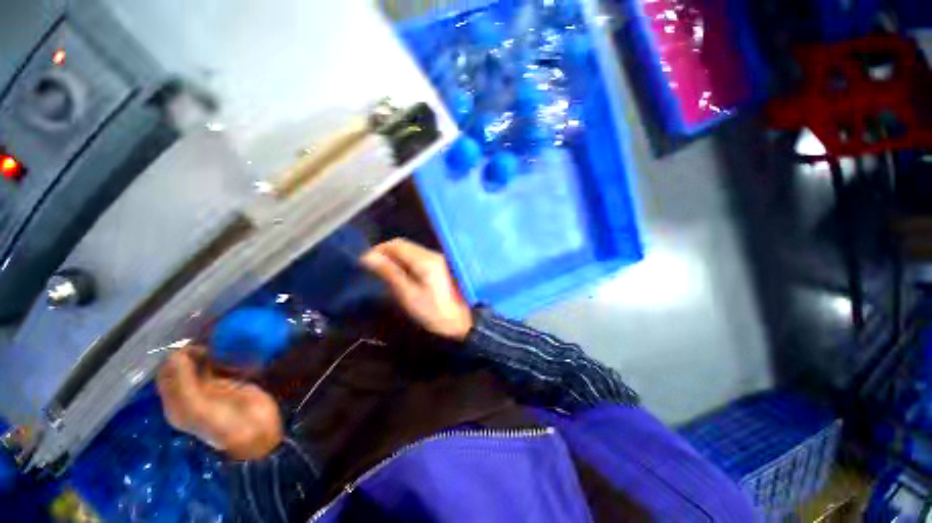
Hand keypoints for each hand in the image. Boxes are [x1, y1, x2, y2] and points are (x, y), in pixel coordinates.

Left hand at [156, 346, 282, 459]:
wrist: (258, 431)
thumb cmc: (225, 423)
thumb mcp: (199, 407)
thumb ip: (185, 382)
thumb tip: (177, 354)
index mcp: (176, 403)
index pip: (166, 374)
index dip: (174, 359)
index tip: (193, 346)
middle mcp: (190, 393)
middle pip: (184, 367)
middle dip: (193, 352)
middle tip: (211, 343)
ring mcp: (211, 388)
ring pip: (203, 364)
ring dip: (210, 352)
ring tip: (222, 343)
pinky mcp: (231, 382)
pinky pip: (221, 365)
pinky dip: (224, 356)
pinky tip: (232, 351)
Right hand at [360, 239, 473, 340]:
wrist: (464, 321)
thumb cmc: (435, 312)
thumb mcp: (409, 295)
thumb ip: (390, 274)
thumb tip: (369, 257)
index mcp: (425, 260)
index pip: (397, 244)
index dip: (379, 250)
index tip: (365, 263)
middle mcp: (432, 254)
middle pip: (404, 245)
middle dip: (386, 253)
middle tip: (373, 269)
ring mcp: (438, 259)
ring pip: (412, 251)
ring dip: (396, 258)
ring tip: (385, 273)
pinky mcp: (441, 266)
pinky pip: (419, 258)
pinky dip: (406, 262)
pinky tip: (402, 275)